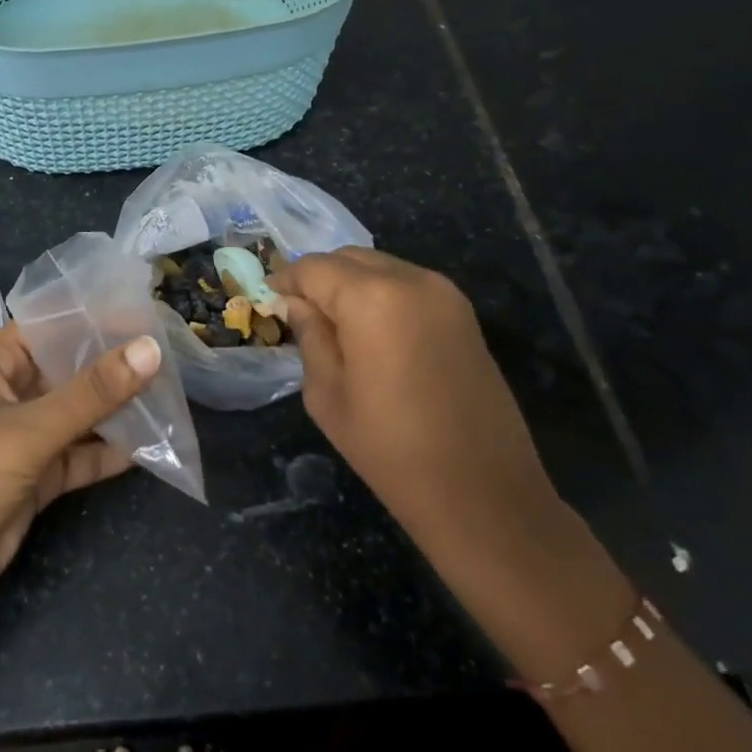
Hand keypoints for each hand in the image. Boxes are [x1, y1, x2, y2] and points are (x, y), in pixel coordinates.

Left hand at [0, 323, 159, 623]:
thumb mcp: (29, 430)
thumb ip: (92, 392)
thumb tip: (151, 348)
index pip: (51, 326)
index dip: (95, 318)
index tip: (149, 315)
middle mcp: (8, 393)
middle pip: (69, 370)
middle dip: (114, 366)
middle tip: (172, 356)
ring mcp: (22, 436)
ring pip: (78, 414)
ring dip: (117, 410)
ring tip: (171, 397)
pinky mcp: (35, 476)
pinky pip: (79, 454)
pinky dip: (109, 452)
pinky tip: (151, 445)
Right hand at [270, 247, 561, 572]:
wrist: (483, 493)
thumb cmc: (390, 449)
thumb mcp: (328, 394)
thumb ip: (310, 336)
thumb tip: (295, 304)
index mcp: (372, 298)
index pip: (314, 268)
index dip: (285, 280)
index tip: (268, 300)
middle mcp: (411, 280)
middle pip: (349, 258)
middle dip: (318, 278)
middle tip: (297, 312)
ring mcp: (445, 294)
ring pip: (380, 267)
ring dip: (350, 284)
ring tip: (333, 323)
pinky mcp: (464, 313)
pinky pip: (408, 285)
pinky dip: (381, 294)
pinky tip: (370, 331)